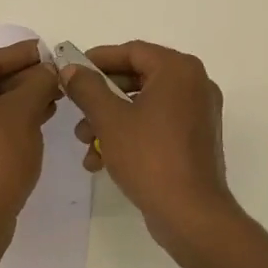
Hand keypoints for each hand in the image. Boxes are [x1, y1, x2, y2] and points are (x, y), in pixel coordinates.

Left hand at [0, 40, 62, 243]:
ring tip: (52, 96)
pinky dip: (6, 119)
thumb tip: (48, 69)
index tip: (48, 50)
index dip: (22, 55)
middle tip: (54, 76)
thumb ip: (37, 82)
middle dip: (22, 80)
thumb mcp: (23, 112)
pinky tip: (37, 117)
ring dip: (18, 100)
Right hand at [58, 40, 239, 253]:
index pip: (131, 51)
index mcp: (178, 70)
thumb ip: (87, 88)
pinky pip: (156, 124)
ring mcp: (197, 113)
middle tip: (75, 110)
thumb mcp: (109, 119)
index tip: (70, 71)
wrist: (191, 216)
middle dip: (100, 96)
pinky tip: (101, 159)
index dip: (97, 60)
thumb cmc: (150, 157)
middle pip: (136, 77)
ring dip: (110, 119)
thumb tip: (70, 69)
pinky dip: (129, 134)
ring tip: (84, 142)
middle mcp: (194, 84)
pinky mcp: (195, 140)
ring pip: (143, 104)